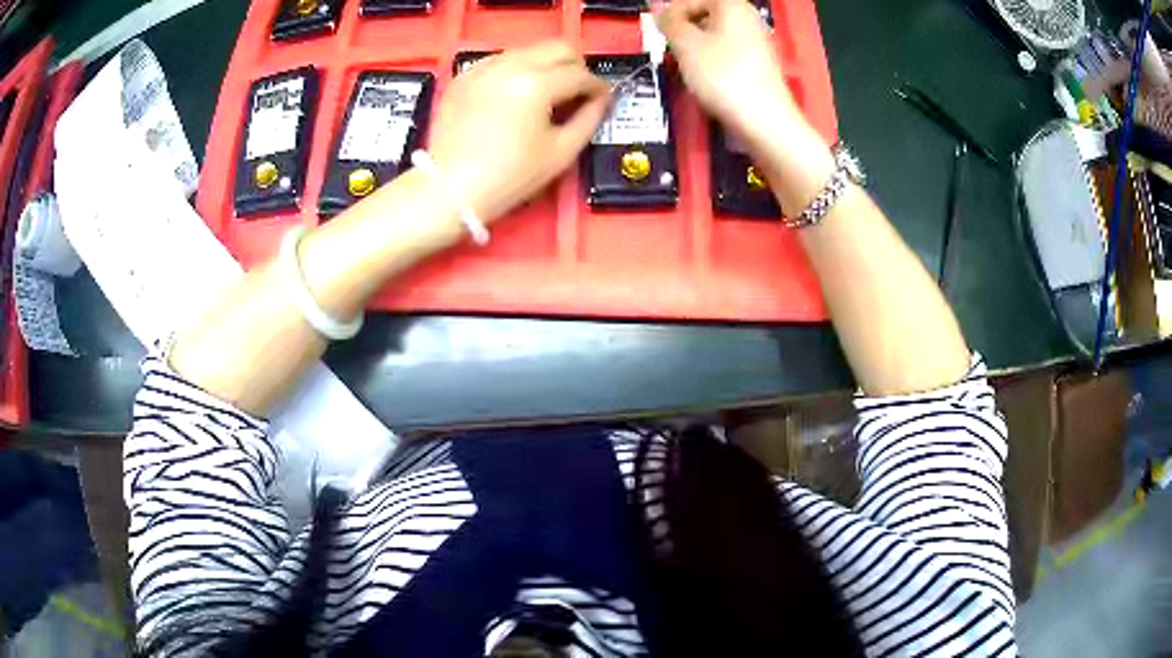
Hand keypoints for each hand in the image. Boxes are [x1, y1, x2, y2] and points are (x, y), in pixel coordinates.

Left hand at [428, 41, 610, 223]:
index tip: (602, 98)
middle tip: (578, 91)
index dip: (598, 87)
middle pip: (558, 48)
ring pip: (529, 50)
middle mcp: (511, 65)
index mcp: (537, 84)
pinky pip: (501, 60)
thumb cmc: (509, 177)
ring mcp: (484, 67)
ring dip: (546, 65)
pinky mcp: (465, 76)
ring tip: (547, 93)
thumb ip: (589, 119)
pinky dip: (517, 70)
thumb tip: (601, 100)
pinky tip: (516, 94)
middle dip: (576, 66)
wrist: (450, 189)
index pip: (580, 74)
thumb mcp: (561, 153)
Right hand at [654, 0, 800, 142]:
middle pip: (704, 14)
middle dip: (684, 31)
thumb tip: (658, 7)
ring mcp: (756, 41)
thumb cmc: (722, 75)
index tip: (659, 36)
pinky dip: (712, 61)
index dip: (671, 15)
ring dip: (695, 48)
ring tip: (687, 67)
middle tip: (672, 51)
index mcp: (732, 4)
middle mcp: (748, 17)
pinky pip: (727, 52)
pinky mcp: (759, 64)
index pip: (690, 0)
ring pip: (714, 35)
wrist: (764, 121)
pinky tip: (707, 79)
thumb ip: (669, 21)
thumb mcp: (686, 44)